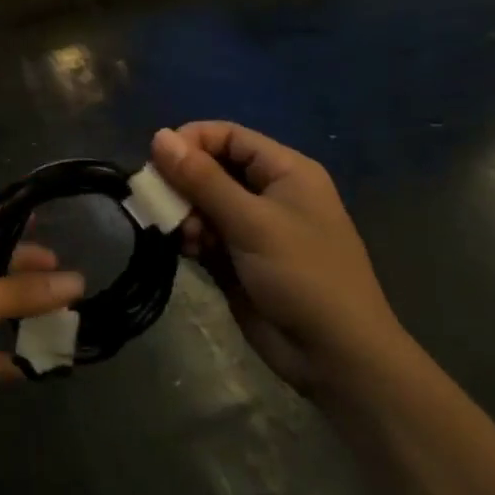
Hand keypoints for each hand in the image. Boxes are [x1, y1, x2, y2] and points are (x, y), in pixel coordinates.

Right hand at [151, 123, 415, 403]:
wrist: (336, 358)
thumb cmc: (303, 276)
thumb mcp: (250, 222)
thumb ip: (202, 178)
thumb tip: (158, 135)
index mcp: (285, 171)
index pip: (227, 136)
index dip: (191, 142)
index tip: (158, 161)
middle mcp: (269, 192)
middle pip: (211, 167)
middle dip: (183, 183)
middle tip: (163, 203)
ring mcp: (254, 227)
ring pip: (202, 202)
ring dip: (185, 214)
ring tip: (185, 236)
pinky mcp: (239, 258)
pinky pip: (204, 232)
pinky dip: (191, 237)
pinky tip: (188, 252)